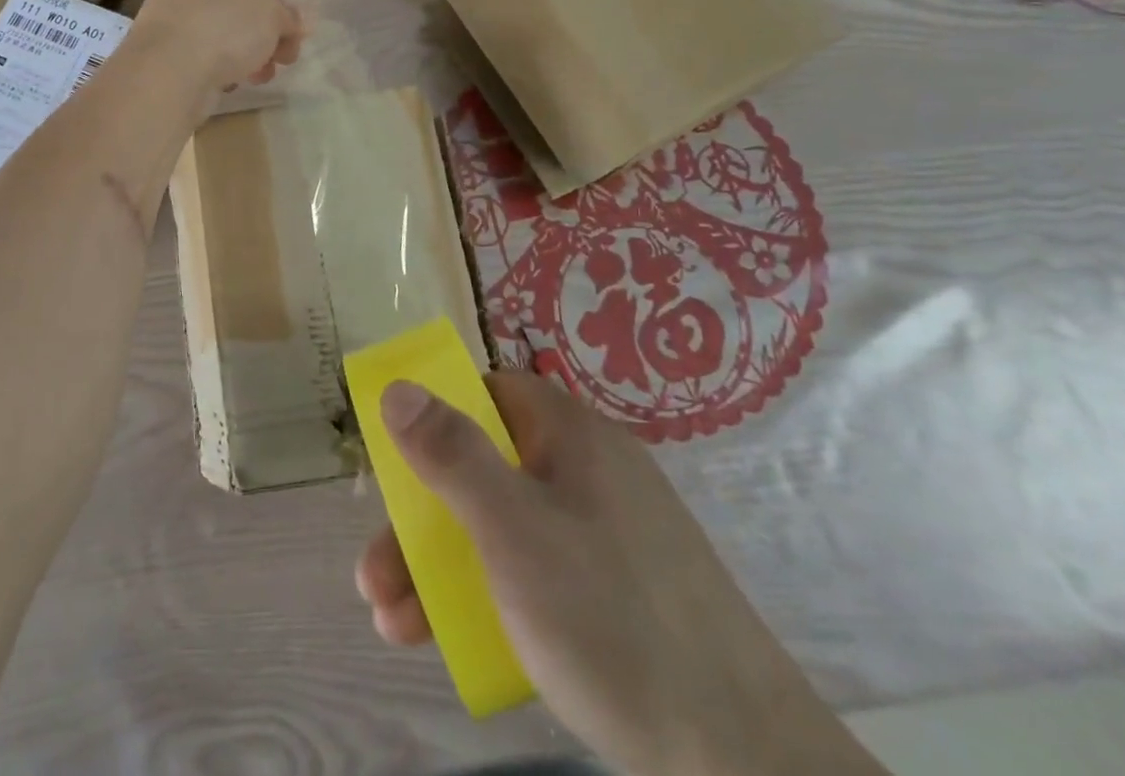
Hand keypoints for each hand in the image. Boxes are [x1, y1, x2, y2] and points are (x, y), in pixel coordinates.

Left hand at [132, 0, 304, 95]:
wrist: (169, 71)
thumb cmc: (225, 30)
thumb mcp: (271, 16)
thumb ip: (288, 16)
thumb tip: (298, 22)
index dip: (280, 12)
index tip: (293, 41)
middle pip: (239, 12)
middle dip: (265, 39)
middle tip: (281, 63)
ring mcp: (171, 22)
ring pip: (221, 37)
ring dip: (246, 57)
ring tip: (257, 79)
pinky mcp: (163, 55)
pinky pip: (202, 58)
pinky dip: (218, 69)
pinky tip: (226, 84)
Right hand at [357, 373, 887, 775]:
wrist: (748, 762)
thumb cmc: (612, 619)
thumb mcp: (514, 531)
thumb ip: (451, 455)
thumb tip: (397, 386)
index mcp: (570, 434)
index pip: (487, 393)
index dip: (434, 418)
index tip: (396, 466)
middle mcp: (588, 469)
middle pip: (485, 469)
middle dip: (421, 521)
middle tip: (376, 576)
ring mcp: (605, 532)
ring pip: (504, 527)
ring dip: (441, 567)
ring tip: (392, 624)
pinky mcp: (618, 591)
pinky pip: (536, 570)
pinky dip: (490, 595)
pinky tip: (452, 639)